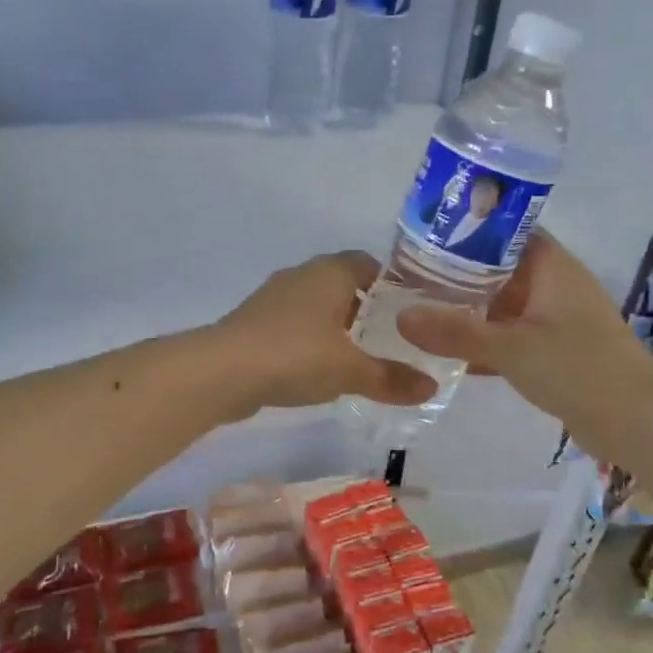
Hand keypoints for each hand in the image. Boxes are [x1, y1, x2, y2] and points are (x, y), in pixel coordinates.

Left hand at [210, 251, 438, 415]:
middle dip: (365, 309)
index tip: (410, 312)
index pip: (368, 264)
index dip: (391, 285)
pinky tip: (319, 369)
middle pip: (342, 284)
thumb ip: (391, 378)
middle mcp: (301, 275)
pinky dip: (310, 340)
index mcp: (329, 272)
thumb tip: (431, 388)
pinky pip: (294, 325)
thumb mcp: (350, 371)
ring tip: (359, 356)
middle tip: (391, 338)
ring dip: (335, 326)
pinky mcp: (255, 322)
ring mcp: (274, 298)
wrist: (221, 371)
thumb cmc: (295, 356)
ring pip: (316, 305)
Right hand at [396, 230, 650, 444]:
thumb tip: (400, 317)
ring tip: (419, 308)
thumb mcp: (510, 348)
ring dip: (468, 308)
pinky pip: (509, 335)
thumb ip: (455, 332)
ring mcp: (555, 319)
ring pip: (502, 304)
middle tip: (409, 275)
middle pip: (498, 268)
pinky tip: (448, 351)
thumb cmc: (578, 368)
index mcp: (551, 266)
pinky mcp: (553, 350)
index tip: (424, 234)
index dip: (467, 228)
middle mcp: (553, 285)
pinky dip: (483, 339)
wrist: (636, 422)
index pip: (505, 230)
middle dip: (457, 272)